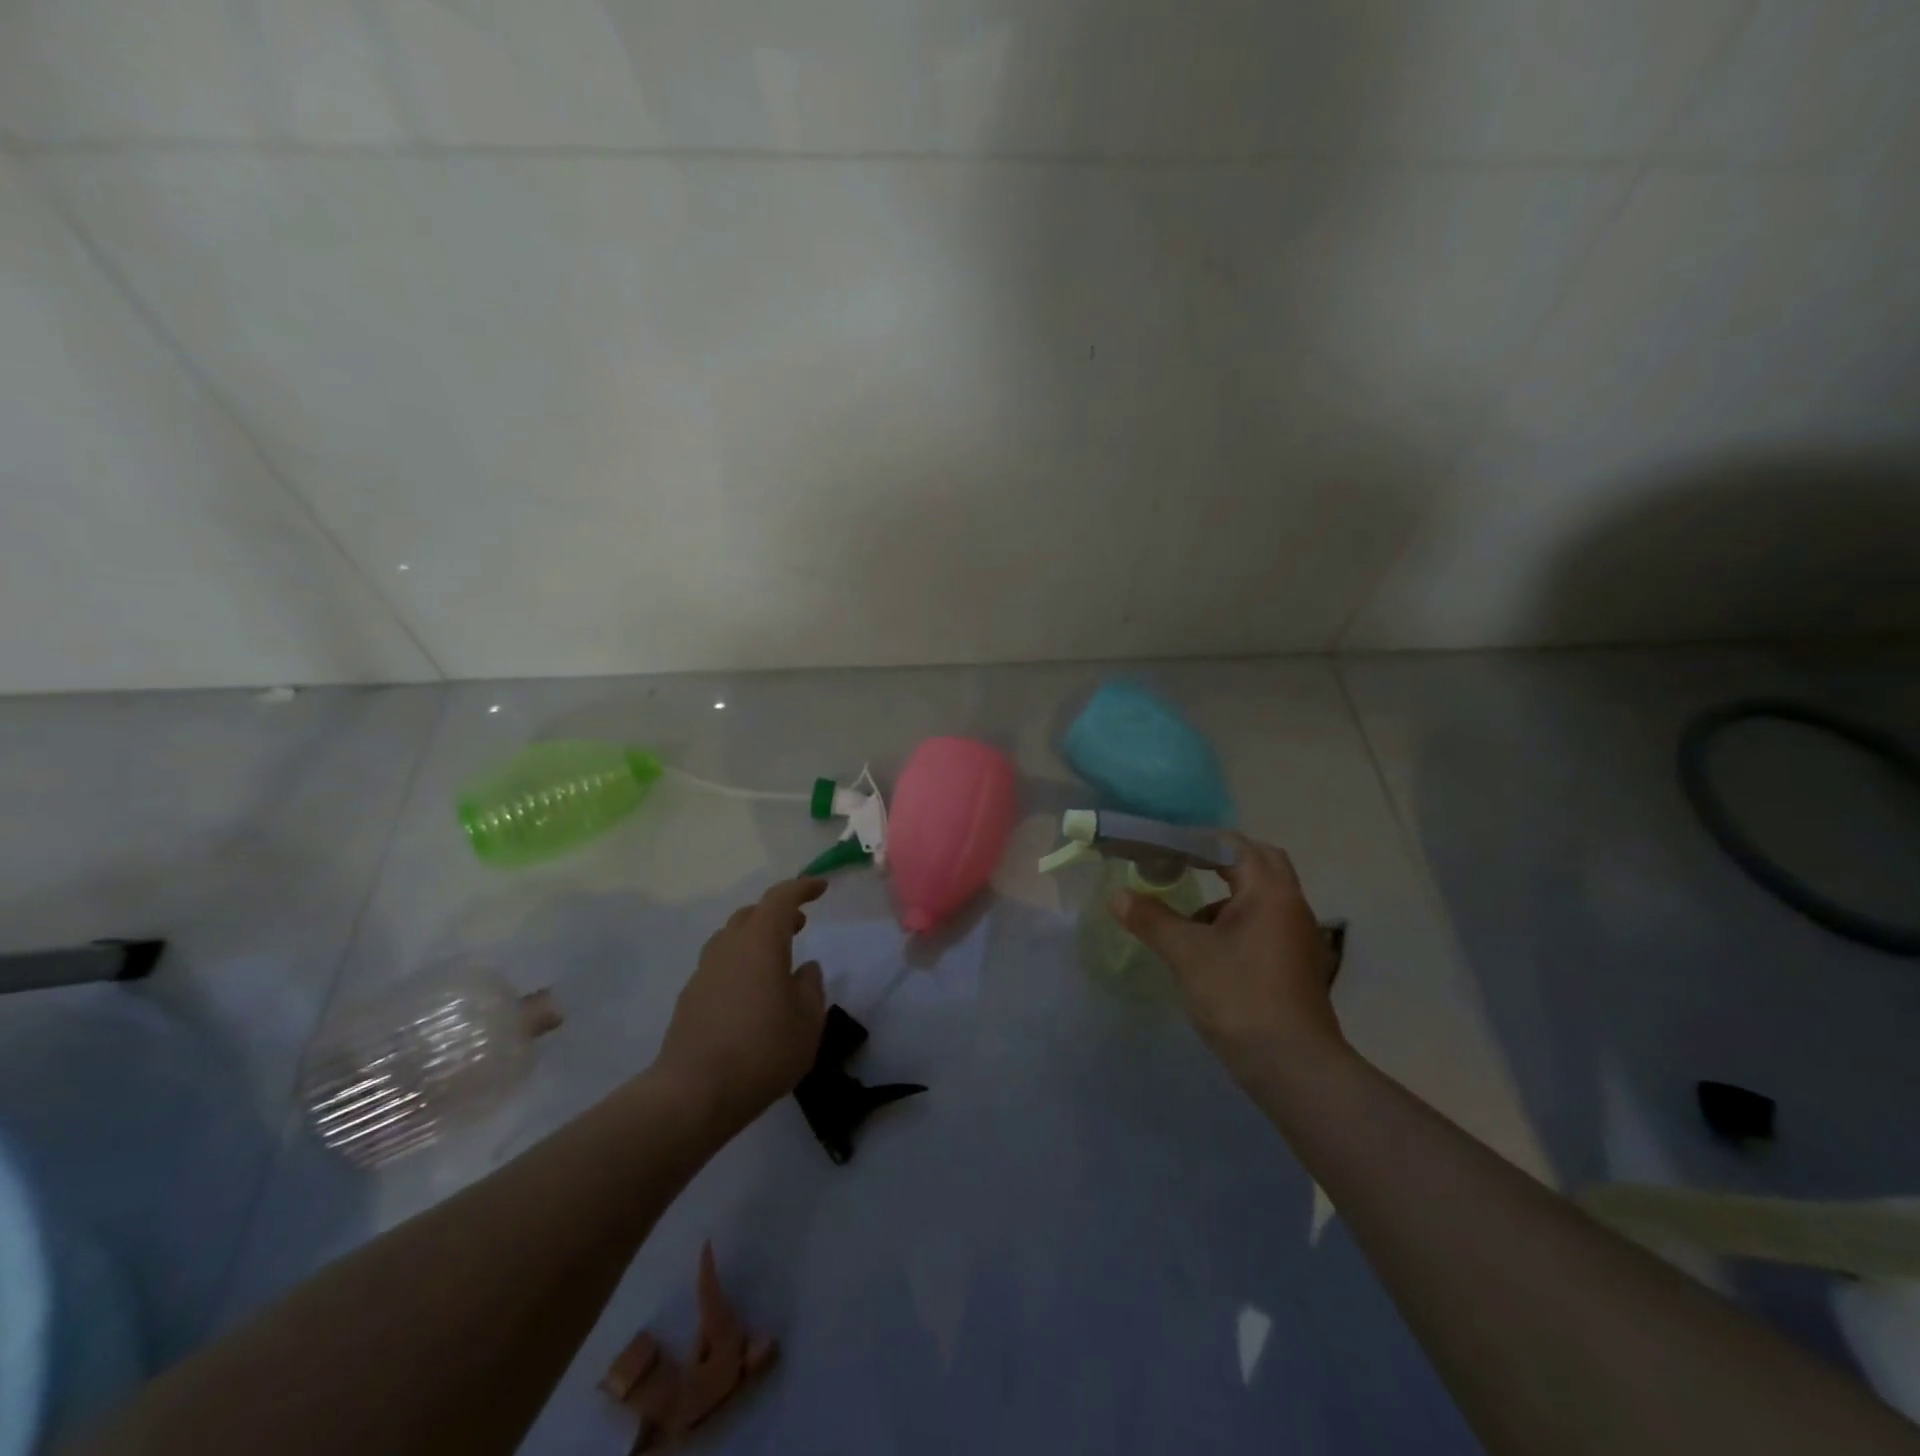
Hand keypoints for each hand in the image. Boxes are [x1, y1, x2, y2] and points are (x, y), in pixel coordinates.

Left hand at [655, 878, 828, 1134]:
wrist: (694, 1092)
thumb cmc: (763, 1050)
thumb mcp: (807, 1021)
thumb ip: (811, 987)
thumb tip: (806, 969)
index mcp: (761, 941)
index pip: (781, 898)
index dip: (802, 888)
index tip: (820, 888)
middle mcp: (728, 947)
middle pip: (752, 914)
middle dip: (777, 914)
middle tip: (799, 926)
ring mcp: (704, 971)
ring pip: (731, 938)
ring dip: (755, 938)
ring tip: (775, 960)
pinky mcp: (690, 997)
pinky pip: (719, 965)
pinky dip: (739, 965)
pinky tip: (750, 994)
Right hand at [1114, 835, 1342, 1074]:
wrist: (1294, 1068)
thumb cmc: (1240, 997)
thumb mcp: (1186, 954)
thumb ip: (1151, 919)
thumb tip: (1117, 895)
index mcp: (1269, 892)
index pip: (1235, 846)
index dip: (1197, 840)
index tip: (1163, 845)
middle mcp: (1291, 906)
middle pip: (1258, 863)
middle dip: (1220, 860)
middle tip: (1182, 865)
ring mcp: (1299, 937)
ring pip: (1262, 897)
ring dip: (1227, 895)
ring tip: (1187, 915)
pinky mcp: (1296, 965)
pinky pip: (1265, 924)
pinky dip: (1236, 923)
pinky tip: (1208, 949)